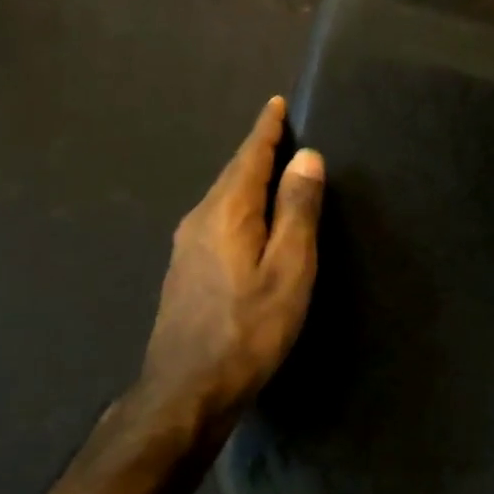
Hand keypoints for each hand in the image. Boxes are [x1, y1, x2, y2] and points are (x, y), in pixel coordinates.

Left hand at [132, 96, 324, 437]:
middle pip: (233, 174)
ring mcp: (187, 247)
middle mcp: (200, 219)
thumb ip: (297, 211)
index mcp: (227, 211)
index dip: (267, 130)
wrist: (188, 389)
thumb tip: (307, 158)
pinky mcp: (186, 271)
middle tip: (282, 132)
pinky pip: (217, 221)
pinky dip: (239, 206)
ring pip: (223, 198)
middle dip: (257, 151)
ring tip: (271, 171)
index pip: (250, 156)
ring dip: (247, 180)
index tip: (277, 104)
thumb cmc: (250, 328)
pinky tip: (249, 221)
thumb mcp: (288, 268)